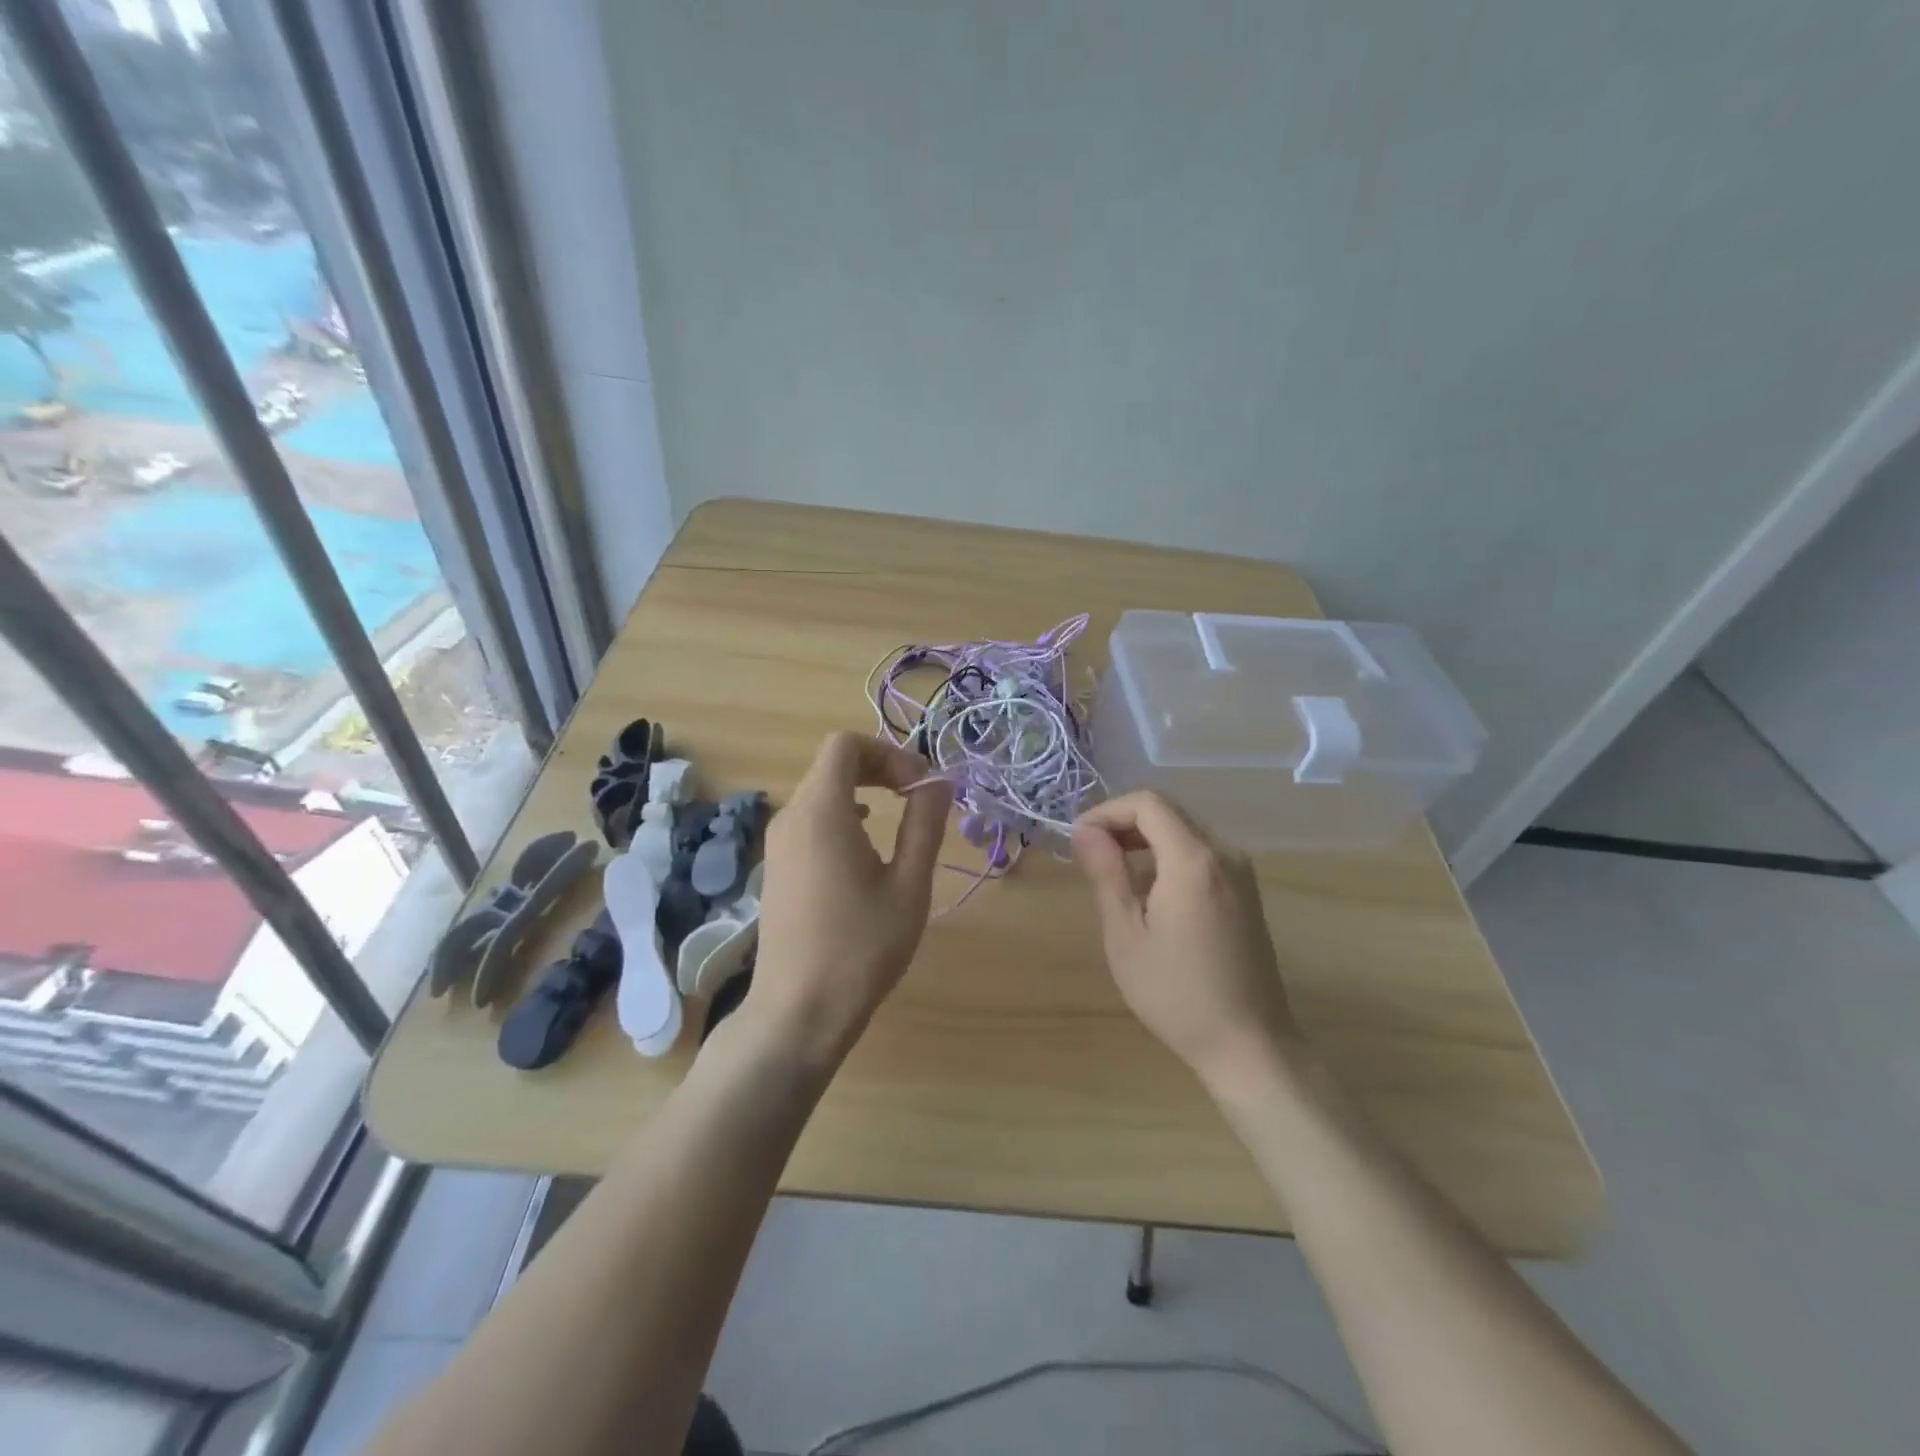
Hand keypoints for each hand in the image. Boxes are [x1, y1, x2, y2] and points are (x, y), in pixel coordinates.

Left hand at [745, 732, 953, 1063]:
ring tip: (899, 820)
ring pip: (821, 791)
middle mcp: (791, 816)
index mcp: (822, 811)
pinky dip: (842, 815)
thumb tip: (938, 781)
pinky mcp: (776, 866)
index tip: (920, 786)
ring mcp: (778, 842)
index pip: (846, 744)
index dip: (888, 753)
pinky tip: (864, 848)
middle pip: (833, 764)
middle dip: (879, 769)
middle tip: (917, 798)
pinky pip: (810, 819)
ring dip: (862, 791)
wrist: (798, 1011)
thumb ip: (924, 824)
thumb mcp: (908, 885)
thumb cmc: (861, 947)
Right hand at [1071, 792, 1298, 1089]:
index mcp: (1193, 860)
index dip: (1107, 811)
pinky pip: (1201, 852)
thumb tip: (1084, 830)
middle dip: (1123, 823)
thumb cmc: (1176, 994)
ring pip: (1185, 830)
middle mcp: (1224, 854)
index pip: (1148, 803)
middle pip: (1168, 812)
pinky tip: (1150, 892)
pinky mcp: (1247, 891)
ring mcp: (1242, 872)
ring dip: (1145, 839)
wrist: (1248, 1044)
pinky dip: (1168, 855)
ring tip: (1113, 875)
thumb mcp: (1126, 935)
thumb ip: (1106, 874)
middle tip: (1090, 856)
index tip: (1079, 841)